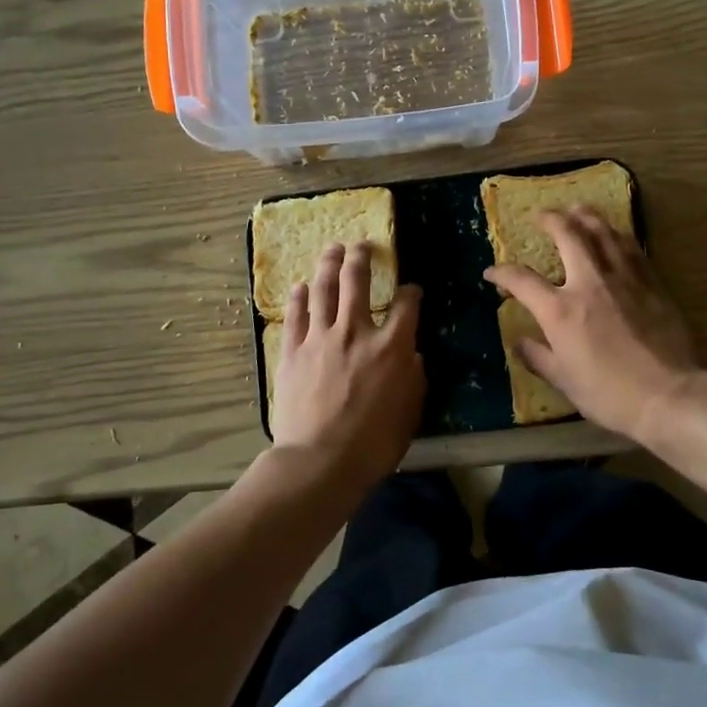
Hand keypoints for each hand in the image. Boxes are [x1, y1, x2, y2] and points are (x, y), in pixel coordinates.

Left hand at [271, 243, 424, 489]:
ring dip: (329, 264)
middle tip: (362, 246)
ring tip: (333, 249)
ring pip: (323, 289)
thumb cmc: (373, 444)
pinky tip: (301, 286)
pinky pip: (295, 315)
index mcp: (391, 348)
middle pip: (357, 282)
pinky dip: (300, 297)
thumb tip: (414, 356)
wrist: (320, 461)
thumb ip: (414, 380)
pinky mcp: (292, 351)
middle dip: (362, 258)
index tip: (412, 290)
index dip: (412, 293)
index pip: (406, 306)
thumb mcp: (410, 413)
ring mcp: (320, 338)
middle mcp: (355, 332)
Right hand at [485, 207, 701, 442]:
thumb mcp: (565, 382)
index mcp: (560, 310)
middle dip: (551, 220)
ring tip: (577, 209)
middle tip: (541, 215)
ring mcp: (624, 279)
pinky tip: (615, 234)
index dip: (502, 273)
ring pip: (604, 233)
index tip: (491, 273)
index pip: (522, 280)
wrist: (669, 395)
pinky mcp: (653, 283)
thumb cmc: (610, 394)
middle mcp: (590, 283)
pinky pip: (632, 248)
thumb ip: (539, 357)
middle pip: (568, 235)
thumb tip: (520, 342)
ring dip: (587, 216)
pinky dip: (618, 235)